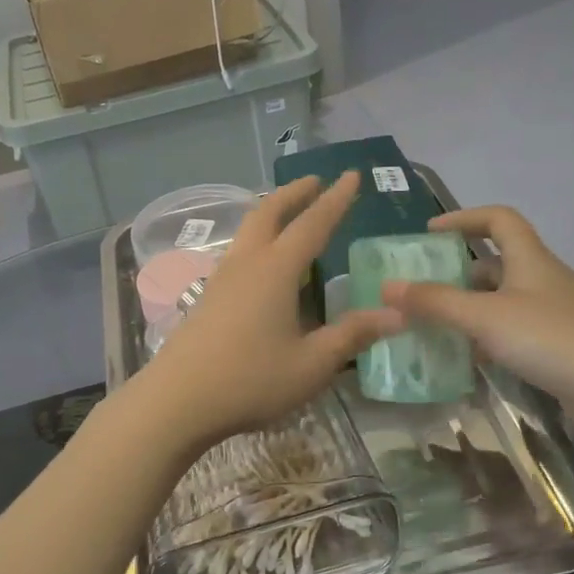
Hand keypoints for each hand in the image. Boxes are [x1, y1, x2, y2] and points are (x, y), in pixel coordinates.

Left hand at [133, 172, 402, 452]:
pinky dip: (258, 238)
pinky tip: (264, 263)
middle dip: (294, 193)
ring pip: (248, 230)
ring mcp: (221, 278)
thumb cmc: (250, 380)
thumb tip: (396, 315)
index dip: (335, 199)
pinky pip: (238, 252)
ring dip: (271, 212)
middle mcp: (247, 263)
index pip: (313, 224)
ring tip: (290, 214)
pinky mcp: (207, 297)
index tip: (352, 174)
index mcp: (276, 270)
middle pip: (269, 212)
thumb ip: (352, 335)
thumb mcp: (311, 364)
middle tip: (315, 181)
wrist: (177, 399)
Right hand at [381, 207, 573, 436]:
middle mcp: (543, 279)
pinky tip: (468, 355)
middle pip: (497, 262)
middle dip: (458, 270)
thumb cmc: (550, 338)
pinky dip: (488, 335)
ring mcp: (554, 313)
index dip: (464, 218)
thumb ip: (436, 302)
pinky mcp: (559, 344)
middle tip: (424, 287)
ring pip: (503, 299)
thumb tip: (387, 286)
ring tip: (435, 323)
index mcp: (530, 259)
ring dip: (470, 306)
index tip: (430, 233)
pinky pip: (514, 329)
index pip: (498, 219)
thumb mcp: (485, 317)